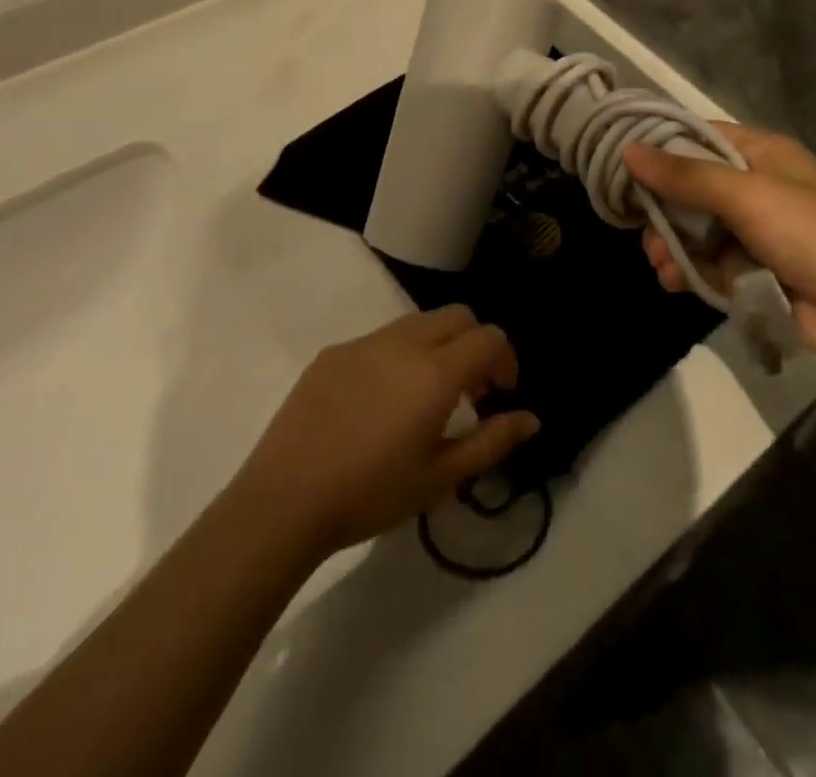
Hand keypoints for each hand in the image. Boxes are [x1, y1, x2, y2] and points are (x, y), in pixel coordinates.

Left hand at [230, 308, 540, 558]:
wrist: (284, 499)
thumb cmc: (371, 493)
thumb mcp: (441, 477)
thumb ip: (492, 442)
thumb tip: (530, 418)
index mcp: (435, 372)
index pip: (489, 337)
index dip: (505, 360)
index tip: (499, 395)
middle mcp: (404, 343)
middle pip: (457, 316)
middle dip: (475, 343)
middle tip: (470, 391)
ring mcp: (364, 342)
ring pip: (418, 322)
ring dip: (437, 346)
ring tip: (426, 395)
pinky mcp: (333, 352)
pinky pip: (380, 339)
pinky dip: (398, 355)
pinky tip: (379, 402)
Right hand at [623, 125, 815, 370]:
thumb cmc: (808, 233)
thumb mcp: (744, 194)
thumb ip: (685, 175)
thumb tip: (629, 150)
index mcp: (762, 154)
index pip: (700, 138)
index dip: (662, 147)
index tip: (622, 161)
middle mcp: (755, 187)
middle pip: (691, 187)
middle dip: (663, 208)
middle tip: (639, 224)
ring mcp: (753, 231)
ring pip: (694, 229)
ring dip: (671, 244)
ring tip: (660, 261)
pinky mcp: (751, 271)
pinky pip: (706, 262)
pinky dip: (688, 269)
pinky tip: (673, 280)